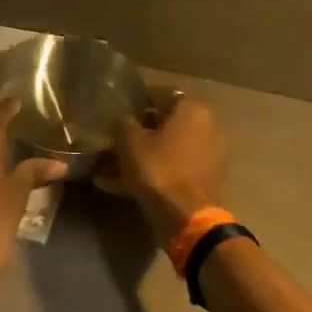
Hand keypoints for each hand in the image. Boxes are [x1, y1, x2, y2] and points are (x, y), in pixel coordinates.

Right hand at [100, 87, 227, 243]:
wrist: (186, 217)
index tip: (117, 110)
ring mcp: (205, 157)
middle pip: (164, 125)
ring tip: (105, 169)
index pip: (162, 94)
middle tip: (111, 142)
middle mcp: (205, 128)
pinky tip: (115, 185)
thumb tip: (124, 120)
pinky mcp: (200, 182)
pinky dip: (147, 175)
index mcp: (192, 110)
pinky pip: (169, 171)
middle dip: (136, 135)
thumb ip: (124, 124)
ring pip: (164, 151)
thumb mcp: (130, 142)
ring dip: (138, 158)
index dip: (137, 101)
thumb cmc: (158, 169)